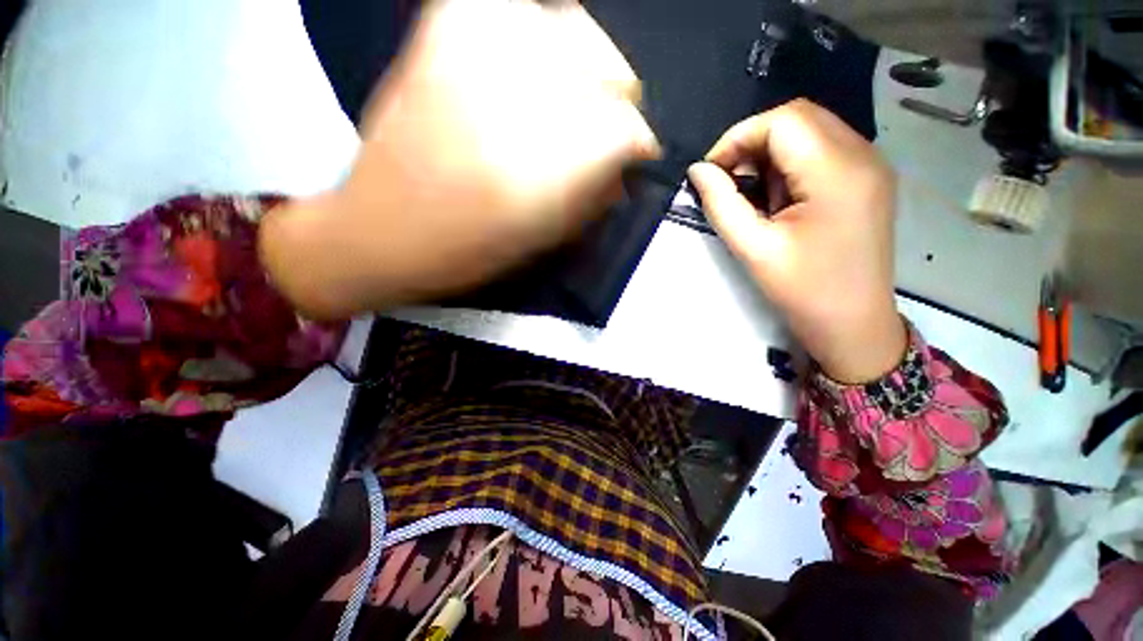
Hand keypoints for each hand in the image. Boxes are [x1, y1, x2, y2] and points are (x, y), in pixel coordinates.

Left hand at [259, 0, 656, 318]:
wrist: (379, 231)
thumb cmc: (467, 252)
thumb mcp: (543, 240)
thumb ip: (593, 201)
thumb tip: (624, 174)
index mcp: (543, 169)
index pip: (627, 129)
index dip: (639, 144)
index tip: (635, 157)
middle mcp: (516, 99)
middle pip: (608, 69)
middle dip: (616, 104)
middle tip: (604, 128)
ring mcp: (475, 51)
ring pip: (570, 27)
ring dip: (582, 68)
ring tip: (568, 98)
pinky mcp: (442, 30)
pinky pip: (514, 10)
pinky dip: (535, 36)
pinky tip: (525, 70)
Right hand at [687, 100, 904, 382]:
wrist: (853, 324)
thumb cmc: (802, 290)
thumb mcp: (752, 248)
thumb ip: (721, 203)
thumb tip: (698, 170)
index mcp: (837, 172)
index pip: (783, 120)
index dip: (738, 138)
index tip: (711, 172)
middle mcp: (863, 155)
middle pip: (799, 117)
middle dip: (753, 142)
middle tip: (728, 181)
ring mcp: (870, 166)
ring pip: (810, 131)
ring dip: (770, 154)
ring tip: (752, 194)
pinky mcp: (867, 180)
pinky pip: (822, 150)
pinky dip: (789, 164)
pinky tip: (777, 197)